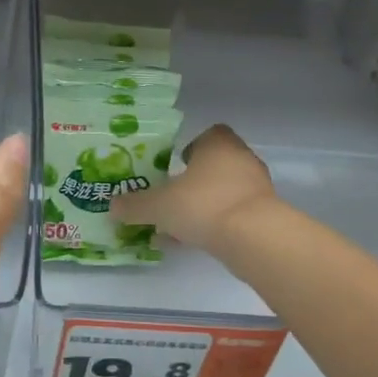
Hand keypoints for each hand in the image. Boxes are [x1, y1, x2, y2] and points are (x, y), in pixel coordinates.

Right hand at [111, 124, 275, 251]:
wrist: (253, 237)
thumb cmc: (203, 204)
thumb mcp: (159, 206)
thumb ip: (135, 205)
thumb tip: (112, 206)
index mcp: (218, 145)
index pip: (209, 135)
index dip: (191, 148)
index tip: (175, 166)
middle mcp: (241, 159)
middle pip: (215, 165)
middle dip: (194, 181)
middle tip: (172, 197)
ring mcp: (257, 187)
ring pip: (224, 191)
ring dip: (204, 204)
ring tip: (179, 225)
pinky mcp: (264, 214)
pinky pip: (234, 213)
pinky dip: (217, 223)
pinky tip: (196, 241)